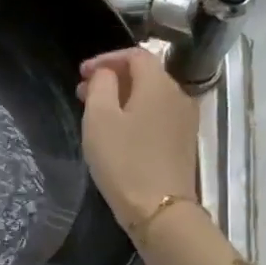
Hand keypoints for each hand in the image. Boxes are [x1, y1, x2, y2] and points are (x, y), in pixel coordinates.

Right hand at [77, 48, 199, 232]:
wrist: (160, 210)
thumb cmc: (124, 161)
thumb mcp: (99, 119)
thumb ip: (101, 86)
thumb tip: (106, 74)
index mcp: (158, 84)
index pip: (134, 55)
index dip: (105, 59)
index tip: (81, 74)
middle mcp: (178, 95)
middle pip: (145, 74)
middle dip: (113, 78)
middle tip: (83, 92)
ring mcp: (184, 120)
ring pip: (150, 96)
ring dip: (123, 97)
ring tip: (96, 112)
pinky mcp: (183, 142)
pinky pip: (157, 115)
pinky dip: (135, 114)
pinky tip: (117, 131)